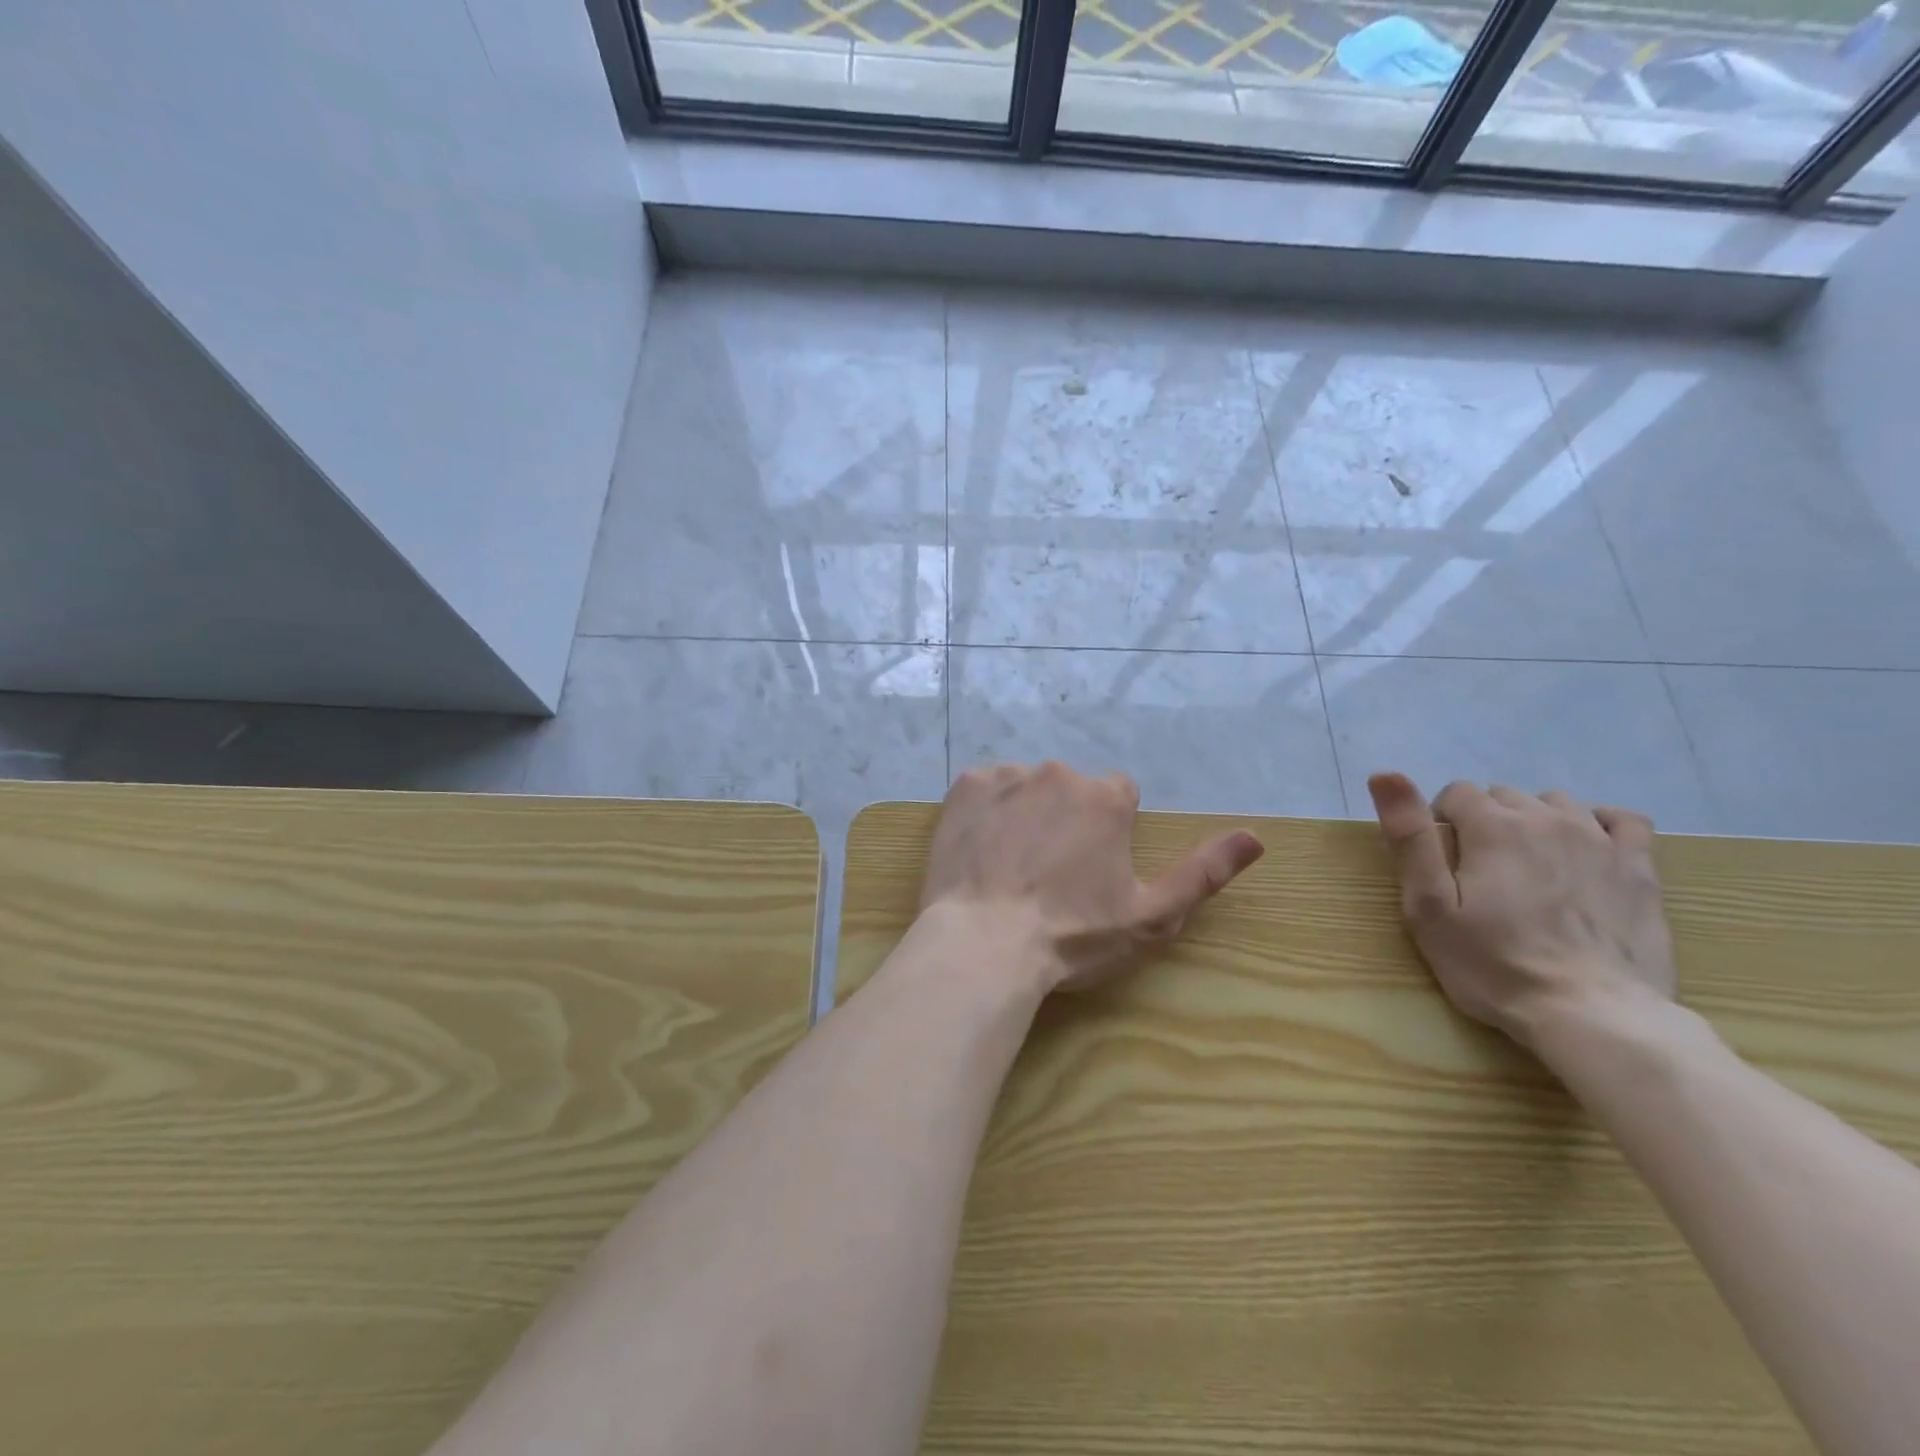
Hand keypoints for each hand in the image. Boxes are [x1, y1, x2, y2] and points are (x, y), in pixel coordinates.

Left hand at [920, 762, 1264, 994]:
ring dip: (1025, 815)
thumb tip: (1256, 836)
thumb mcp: (1152, 917)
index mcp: (1106, 799)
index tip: (1091, 869)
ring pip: (1025, 789)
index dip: (1108, 832)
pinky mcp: (965, 789)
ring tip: (1011, 868)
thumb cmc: (1072, 936)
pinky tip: (980, 853)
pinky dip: (986, 814)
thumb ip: (1204, 872)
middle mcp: (1058, 774)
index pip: (1119, 796)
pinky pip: (984, 791)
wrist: (984, 944)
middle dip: (1065, 821)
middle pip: (1070, 791)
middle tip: (1048, 874)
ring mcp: (1007, 777)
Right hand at [1366, 772, 1676, 1052]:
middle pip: (1503, 796)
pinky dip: (1597, 825)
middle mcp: (1547, 819)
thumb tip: (1385, 774)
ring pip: (1555, 804)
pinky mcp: (1640, 869)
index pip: (1456, 793)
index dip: (1440, 823)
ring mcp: (1600, 841)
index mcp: (1492, 826)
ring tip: (1527, 869)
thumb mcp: (1429, 906)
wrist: (1592, 1015)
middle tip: (1479, 876)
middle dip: (1484, 823)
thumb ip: (1409, 837)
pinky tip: (1584, 851)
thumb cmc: (1494, 963)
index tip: (1441, 867)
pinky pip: (1622, 820)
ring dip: (1534, 823)